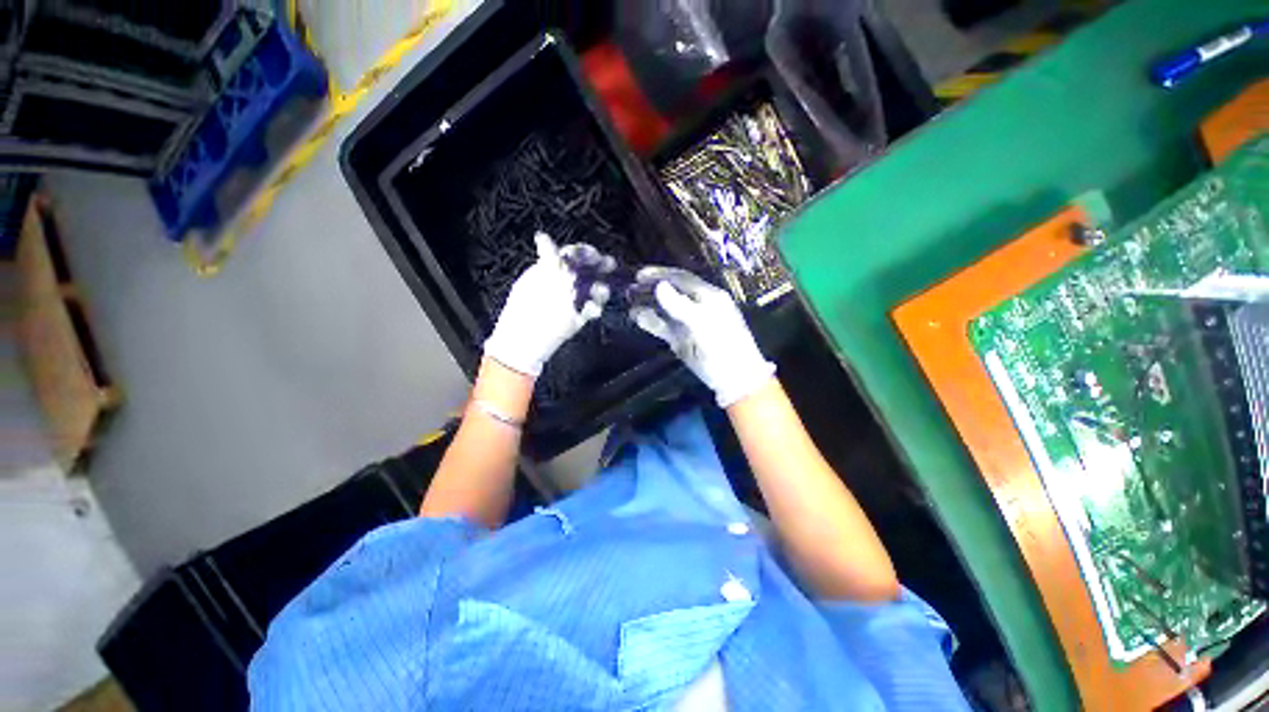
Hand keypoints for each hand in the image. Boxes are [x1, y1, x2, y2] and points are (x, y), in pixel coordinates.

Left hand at [484, 232, 614, 377]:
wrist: (523, 342)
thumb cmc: (528, 308)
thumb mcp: (537, 280)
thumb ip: (545, 260)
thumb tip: (542, 236)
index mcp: (551, 271)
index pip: (571, 256)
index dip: (584, 252)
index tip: (596, 254)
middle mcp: (562, 283)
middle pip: (585, 270)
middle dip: (599, 267)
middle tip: (611, 265)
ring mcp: (571, 301)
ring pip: (591, 290)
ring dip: (599, 289)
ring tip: (603, 291)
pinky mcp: (577, 318)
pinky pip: (590, 310)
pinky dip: (594, 308)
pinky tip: (595, 310)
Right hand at [630, 267, 774, 407]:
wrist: (734, 380)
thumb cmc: (724, 349)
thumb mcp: (703, 325)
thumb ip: (681, 306)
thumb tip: (660, 286)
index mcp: (708, 297)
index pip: (682, 278)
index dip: (660, 274)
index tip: (639, 275)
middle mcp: (697, 306)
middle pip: (671, 292)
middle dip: (650, 288)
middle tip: (629, 288)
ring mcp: (688, 324)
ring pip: (665, 309)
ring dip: (648, 305)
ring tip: (628, 302)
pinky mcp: (682, 340)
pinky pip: (664, 326)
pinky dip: (650, 321)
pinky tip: (637, 317)